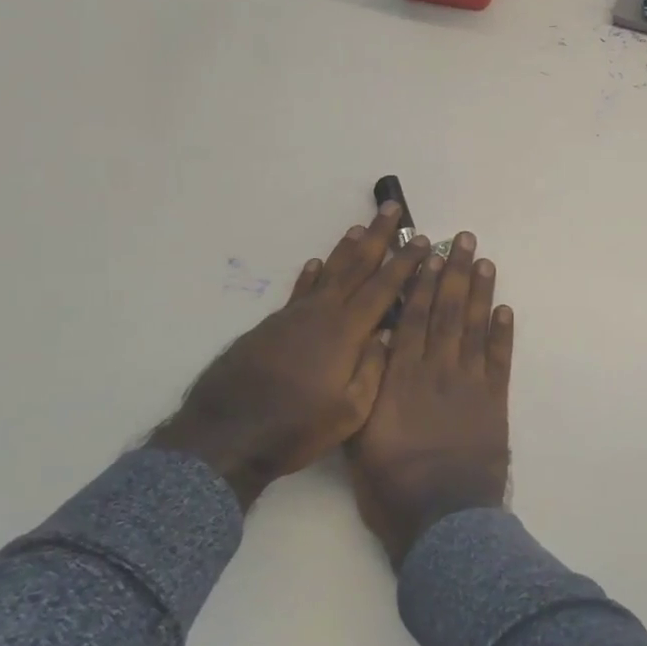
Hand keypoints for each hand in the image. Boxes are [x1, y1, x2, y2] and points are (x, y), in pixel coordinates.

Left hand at [151, 202, 430, 507]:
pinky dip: (310, 275)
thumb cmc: (296, 428)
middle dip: (377, 236)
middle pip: (355, 266)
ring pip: (326, 273)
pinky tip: (315, 264)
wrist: (226, 436)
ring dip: (345, 249)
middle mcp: (321, 314)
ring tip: (358, 227)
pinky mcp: (271, 327)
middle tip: (391, 208)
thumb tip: (387, 334)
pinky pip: (299, 291)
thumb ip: (373, 369)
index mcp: (346, 332)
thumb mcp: (350, 412)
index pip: (383, 287)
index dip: (404, 263)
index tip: (420, 240)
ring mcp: (293, 317)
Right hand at [348, 231, 513, 566]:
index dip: (423, 282)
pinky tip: (504, 308)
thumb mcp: (359, 437)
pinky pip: (500, 358)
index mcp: (401, 376)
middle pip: (447, 311)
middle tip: (463, 239)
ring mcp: (469, 383)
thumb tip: (376, 345)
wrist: (443, 518)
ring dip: (480, 291)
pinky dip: (503, 332)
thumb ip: (367, 389)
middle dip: (454, 272)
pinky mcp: (494, 401)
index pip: (414, 317)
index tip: (429, 252)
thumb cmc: (391, 485)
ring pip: (475, 326)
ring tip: (484, 261)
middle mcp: (436, 369)